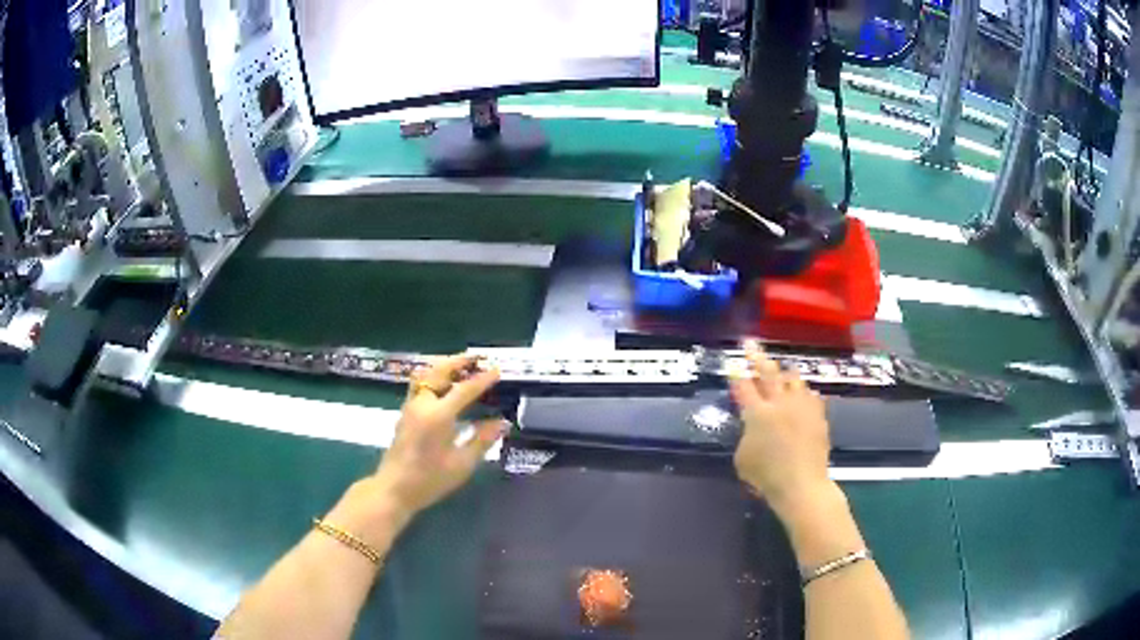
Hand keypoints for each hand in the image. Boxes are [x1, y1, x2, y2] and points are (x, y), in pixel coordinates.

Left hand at [372, 354, 508, 517]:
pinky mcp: (405, 413)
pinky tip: (446, 386)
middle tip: (478, 359)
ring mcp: (410, 407)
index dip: (483, 379)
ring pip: (426, 375)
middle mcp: (422, 404)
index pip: (464, 389)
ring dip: (444, 367)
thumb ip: (482, 440)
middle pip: (439, 371)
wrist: (394, 489)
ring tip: (462, 367)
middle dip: (459, 362)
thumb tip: (502, 422)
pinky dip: (435, 377)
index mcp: (438, 415)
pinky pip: (420, 384)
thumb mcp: (462, 464)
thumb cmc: (429, 480)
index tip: (498, 370)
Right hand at [729, 342, 832, 519]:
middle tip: (750, 344)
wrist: (802, 484)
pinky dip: (804, 393)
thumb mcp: (742, 458)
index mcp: (757, 413)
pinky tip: (804, 395)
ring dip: (785, 373)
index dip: (735, 373)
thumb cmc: (766, 476)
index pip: (743, 386)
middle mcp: (780, 403)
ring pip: (794, 378)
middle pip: (768, 372)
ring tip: (781, 371)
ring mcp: (802, 407)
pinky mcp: (818, 415)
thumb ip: (746, 435)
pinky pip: (811, 395)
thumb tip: (752, 426)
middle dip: (757, 357)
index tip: (732, 364)